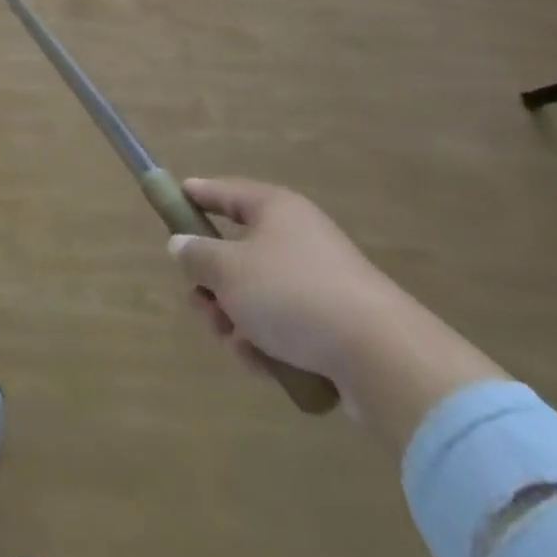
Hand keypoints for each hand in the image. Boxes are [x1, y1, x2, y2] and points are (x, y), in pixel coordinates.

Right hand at [169, 177, 407, 381]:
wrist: (384, 359)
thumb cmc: (293, 294)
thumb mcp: (227, 270)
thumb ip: (196, 255)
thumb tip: (181, 244)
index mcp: (274, 209)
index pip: (226, 192)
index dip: (197, 195)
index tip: (172, 199)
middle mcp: (298, 238)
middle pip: (238, 252)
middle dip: (213, 283)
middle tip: (201, 304)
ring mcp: (321, 283)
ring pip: (259, 294)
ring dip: (237, 319)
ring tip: (235, 343)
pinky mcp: (338, 327)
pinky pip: (287, 327)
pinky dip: (269, 344)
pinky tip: (264, 364)